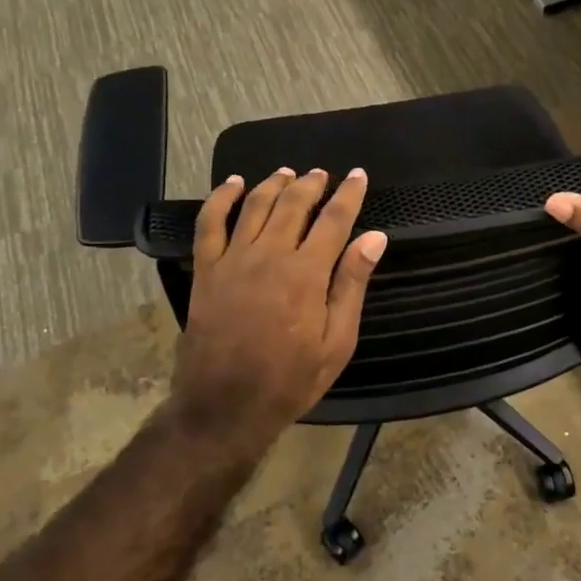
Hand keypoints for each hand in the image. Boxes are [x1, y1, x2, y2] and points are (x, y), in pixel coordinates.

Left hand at [171, 167, 388, 430]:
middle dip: (312, 184)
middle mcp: (270, 255)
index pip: (334, 220)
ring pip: (255, 206)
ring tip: (289, 173)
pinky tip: (233, 184)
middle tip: (324, 174)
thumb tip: (374, 238)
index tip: (359, 176)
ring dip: (274, 184)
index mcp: (306, 273)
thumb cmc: (290, 380)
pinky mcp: (206, 270)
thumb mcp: (336, 342)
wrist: (225, 407)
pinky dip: (221, 198)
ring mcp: (233, 260)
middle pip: (294, 204)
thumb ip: (352, 285)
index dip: (349, 194)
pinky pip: (209, 223)